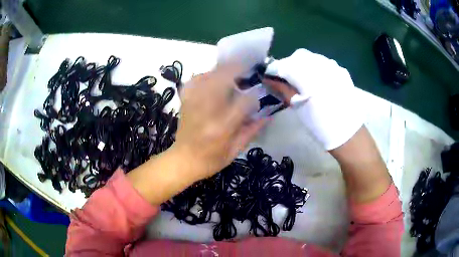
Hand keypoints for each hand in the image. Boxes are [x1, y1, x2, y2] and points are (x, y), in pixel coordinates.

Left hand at [128, 64, 264, 204]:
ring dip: (223, 69)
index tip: (259, 94)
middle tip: (249, 66)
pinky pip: (195, 80)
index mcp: (222, 127)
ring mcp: (193, 104)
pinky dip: (205, 75)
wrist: (183, 160)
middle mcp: (206, 111)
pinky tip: (213, 77)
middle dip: (238, 69)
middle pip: (222, 80)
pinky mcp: (185, 101)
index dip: (254, 95)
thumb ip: (252, 130)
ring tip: (234, 68)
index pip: (244, 102)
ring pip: (208, 76)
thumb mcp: (235, 151)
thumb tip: (268, 114)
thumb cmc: (211, 160)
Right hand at [264, 49, 362, 149]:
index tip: (270, 78)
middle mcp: (321, 65)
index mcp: (307, 76)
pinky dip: (316, 68)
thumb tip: (268, 80)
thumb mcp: (299, 108)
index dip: (275, 70)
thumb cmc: (320, 124)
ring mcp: (333, 66)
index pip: (284, 65)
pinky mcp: (341, 71)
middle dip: (289, 65)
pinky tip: (317, 81)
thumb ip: (283, 90)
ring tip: (302, 80)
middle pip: (298, 57)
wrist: (348, 132)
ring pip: (312, 58)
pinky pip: (324, 63)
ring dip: (303, 65)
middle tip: (286, 80)